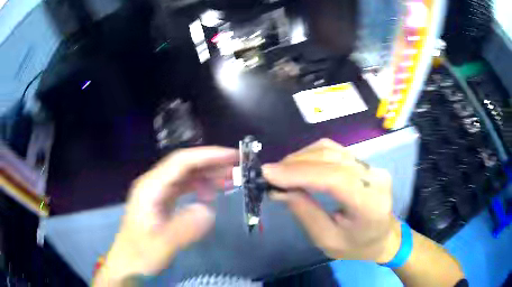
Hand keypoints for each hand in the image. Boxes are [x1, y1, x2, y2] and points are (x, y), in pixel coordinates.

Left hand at [94, 147, 237, 283]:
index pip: (181, 162)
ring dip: (208, 175)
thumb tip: (208, 211)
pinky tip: (210, 197)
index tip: (232, 157)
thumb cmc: (140, 255)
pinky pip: (184, 188)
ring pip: (186, 175)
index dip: (207, 156)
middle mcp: (153, 184)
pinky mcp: (162, 202)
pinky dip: (200, 188)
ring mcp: (157, 192)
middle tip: (238, 169)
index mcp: (150, 188)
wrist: (128, 263)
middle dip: (212, 163)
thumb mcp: (160, 246)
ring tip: (230, 181)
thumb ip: (183, 229)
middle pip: (185, 165)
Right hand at [263, 139, 400, 262]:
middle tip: (269, 174)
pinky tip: (298, 166)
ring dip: (301, 157)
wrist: (383, 236)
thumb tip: (278, 189)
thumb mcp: (327, 239)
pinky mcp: (364, 163)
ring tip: (281, 171)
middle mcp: (375, 178)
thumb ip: (305, 212)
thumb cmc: (357, 246)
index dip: (299, 173)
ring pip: (331, 150)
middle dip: (295, 163)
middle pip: (331, 159)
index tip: (268, 173)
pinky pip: (334, 151)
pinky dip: (311, 156)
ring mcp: (371, 167)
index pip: (335, 178)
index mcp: (370, 204)